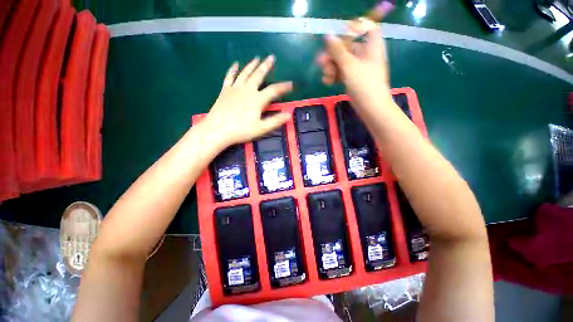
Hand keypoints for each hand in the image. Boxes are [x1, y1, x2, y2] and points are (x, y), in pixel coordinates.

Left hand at [203, 56, 292, 147]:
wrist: (218, 130)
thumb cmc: (241, 130)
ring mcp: (235, 88)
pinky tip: (235, 64)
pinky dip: (232, 69)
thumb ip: (275, 121)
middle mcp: (247, 90)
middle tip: (271, 57)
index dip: (283, 87)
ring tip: (257, 57)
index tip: (291, 84)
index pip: (274, 90)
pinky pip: (229, 76)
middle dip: (266, 66)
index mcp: (257, 99)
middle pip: (258, 75)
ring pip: (245, 73)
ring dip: (252, 64)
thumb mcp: (261, 128)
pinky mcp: (225, 90)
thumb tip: (289, 114)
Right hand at [317, 22, 392, 114]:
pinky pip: (343, 73)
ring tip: (325, 77)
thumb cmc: (364, 84)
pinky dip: (335, 76)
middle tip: (321, 63)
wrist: (371, 108)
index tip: (340, 35)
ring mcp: (359, 68)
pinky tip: (327, 82)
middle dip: (333, 55)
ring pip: (343, 62)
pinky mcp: (354, 79)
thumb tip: (328, 35)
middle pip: (348, 47)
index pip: (366, 28)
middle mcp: (366, 55)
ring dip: (332, 68)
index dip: (354, 28)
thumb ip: (338, 51)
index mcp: (371, 46)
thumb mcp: (349, 66)